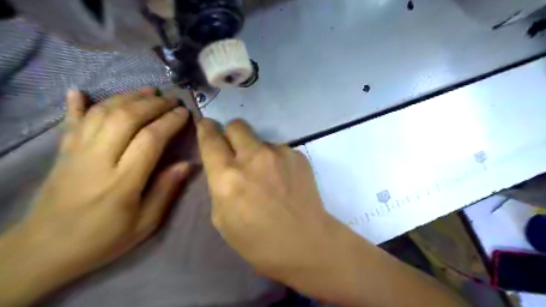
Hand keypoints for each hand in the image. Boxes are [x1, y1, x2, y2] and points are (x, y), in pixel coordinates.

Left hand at [0, 87, 190, 305]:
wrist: (44, 250)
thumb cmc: (103, 238)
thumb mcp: (145, 223)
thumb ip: (166, 190)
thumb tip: (188, 164)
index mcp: (122, 182)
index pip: (150, 139)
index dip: (170, 122)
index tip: (185, 113)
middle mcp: (98, 160)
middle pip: (126, 118)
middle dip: (153, 104)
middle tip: (172, 100)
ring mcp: (76, 152)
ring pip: (102, 113)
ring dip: (127, 97)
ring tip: (148, 91)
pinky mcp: (62, 152)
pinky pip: (70, 121)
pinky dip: (77, 104)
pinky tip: (81, 90)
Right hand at [198, 118, 344, 291]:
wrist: (305, 242)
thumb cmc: (258, 241)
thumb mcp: (222, 218)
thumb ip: (219, 185)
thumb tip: (224, 166)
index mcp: (228, 177)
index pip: (211, 139)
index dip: (206, 128)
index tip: (206, 124)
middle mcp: (253, 158)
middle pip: (237, 125)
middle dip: (231, 133)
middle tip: (236, 150)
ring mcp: (279, 153)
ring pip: (260, 140)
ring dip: (257, 152)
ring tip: (267, 175)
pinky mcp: (297, 155)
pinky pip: (279, 150)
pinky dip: (276, 160)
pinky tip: (283, 179)